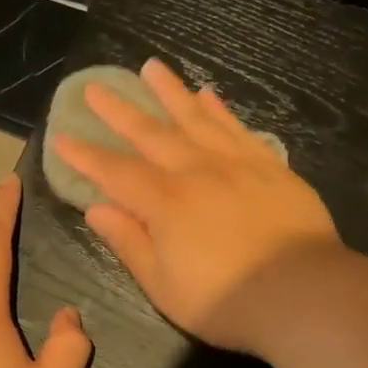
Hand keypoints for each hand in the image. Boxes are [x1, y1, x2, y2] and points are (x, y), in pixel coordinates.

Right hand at [53, 59, 344, 353]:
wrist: (305, 294)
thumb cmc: (225, 300)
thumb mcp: (163, 285)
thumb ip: (129, 242)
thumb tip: (96, 209)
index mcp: (165, 203)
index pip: (115, 172)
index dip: (86, 156)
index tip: (62, 137)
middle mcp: (195, 172)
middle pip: (151, 134)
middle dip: (119, 111)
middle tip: (96, 87)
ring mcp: (236, 164)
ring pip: (195, 118)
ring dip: (170, 92)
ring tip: (151, 67)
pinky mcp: (269, 166)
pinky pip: (237, 128)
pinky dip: (219, 110)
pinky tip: (207, 94)